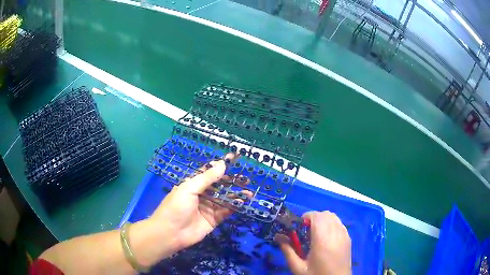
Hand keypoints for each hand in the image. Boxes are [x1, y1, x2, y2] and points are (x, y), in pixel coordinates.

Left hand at [149, 154, 246, 252]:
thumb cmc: (176, 207)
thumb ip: (207, 178)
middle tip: (246, 179)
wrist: (171, 233)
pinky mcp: (214, 219)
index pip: (209, 172)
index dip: (221, 166)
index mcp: (193, 184)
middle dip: (232, 182)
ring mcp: (208, 207)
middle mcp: (202, 194)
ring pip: (225, 198)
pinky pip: (226, 211)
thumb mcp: (189, 188)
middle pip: (220, 186)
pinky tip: (243, 203)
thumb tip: (222, 164)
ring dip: (236, 195)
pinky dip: (234, 207)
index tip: (234, 159)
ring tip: (249, 192)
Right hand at [275, 211, 351, 274]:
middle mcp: (335, 234)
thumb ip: (287, 250)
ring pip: (334, 217)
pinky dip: (331, 224)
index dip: (306, 217)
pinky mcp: (349, 238)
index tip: (298, 227)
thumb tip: (278, 236)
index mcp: (322, 240)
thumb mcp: (298, 267)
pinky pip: (339, 223)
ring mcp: (344, 235)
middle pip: (326, 214)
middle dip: (314, 218)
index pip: (317, 216)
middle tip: (305, 231)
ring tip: (315, 233)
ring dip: (323, 220)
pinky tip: (326, 237)